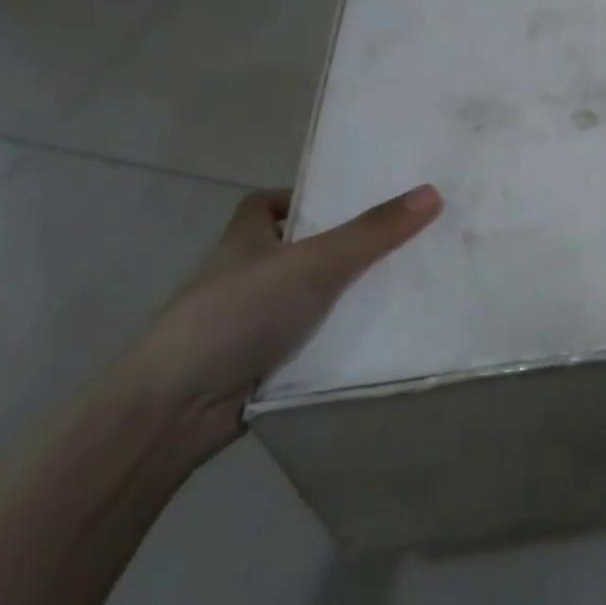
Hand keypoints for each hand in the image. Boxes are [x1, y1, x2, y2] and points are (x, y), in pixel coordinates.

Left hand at [121, 184, 441, 460]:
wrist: (173, 412)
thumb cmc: (236, 315)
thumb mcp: (313, 263)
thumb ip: (372, 231)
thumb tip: (432, 192)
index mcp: (245, 240)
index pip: (266, 203)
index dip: (304, 197)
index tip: (350, 201)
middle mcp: (245, 276)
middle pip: (299, 249)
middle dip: (343, 247)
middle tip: (399, 241)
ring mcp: (250, 323)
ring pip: (309, 298)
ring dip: (346, 296)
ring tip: (406, 284)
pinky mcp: (261, 365)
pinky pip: (311, 340)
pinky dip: (337, 339)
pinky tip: (380, 337)